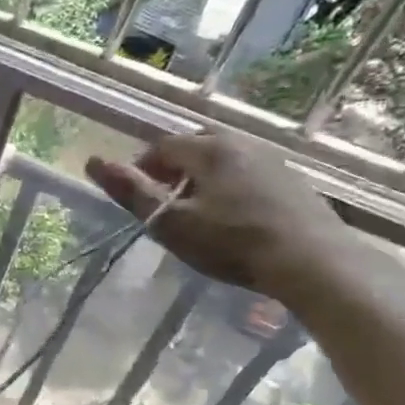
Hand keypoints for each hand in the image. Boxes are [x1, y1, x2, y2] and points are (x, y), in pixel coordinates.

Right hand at [85, 131, 363, 304]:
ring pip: (222, 160)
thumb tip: (93, 162)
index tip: (138, 199)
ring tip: (196, 214)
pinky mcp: (291, 181)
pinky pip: (247, 174)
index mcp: (208, 149)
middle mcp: (241, 143)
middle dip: (172, 171)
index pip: (161, 146)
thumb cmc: (231, 242)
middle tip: (164, 206)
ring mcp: (271, 160)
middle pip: (193, 148)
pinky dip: (230, 187)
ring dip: (202, 180)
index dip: (141, 169)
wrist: (312, 261)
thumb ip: (132, 192)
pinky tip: (233, 219)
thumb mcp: (171, 222)